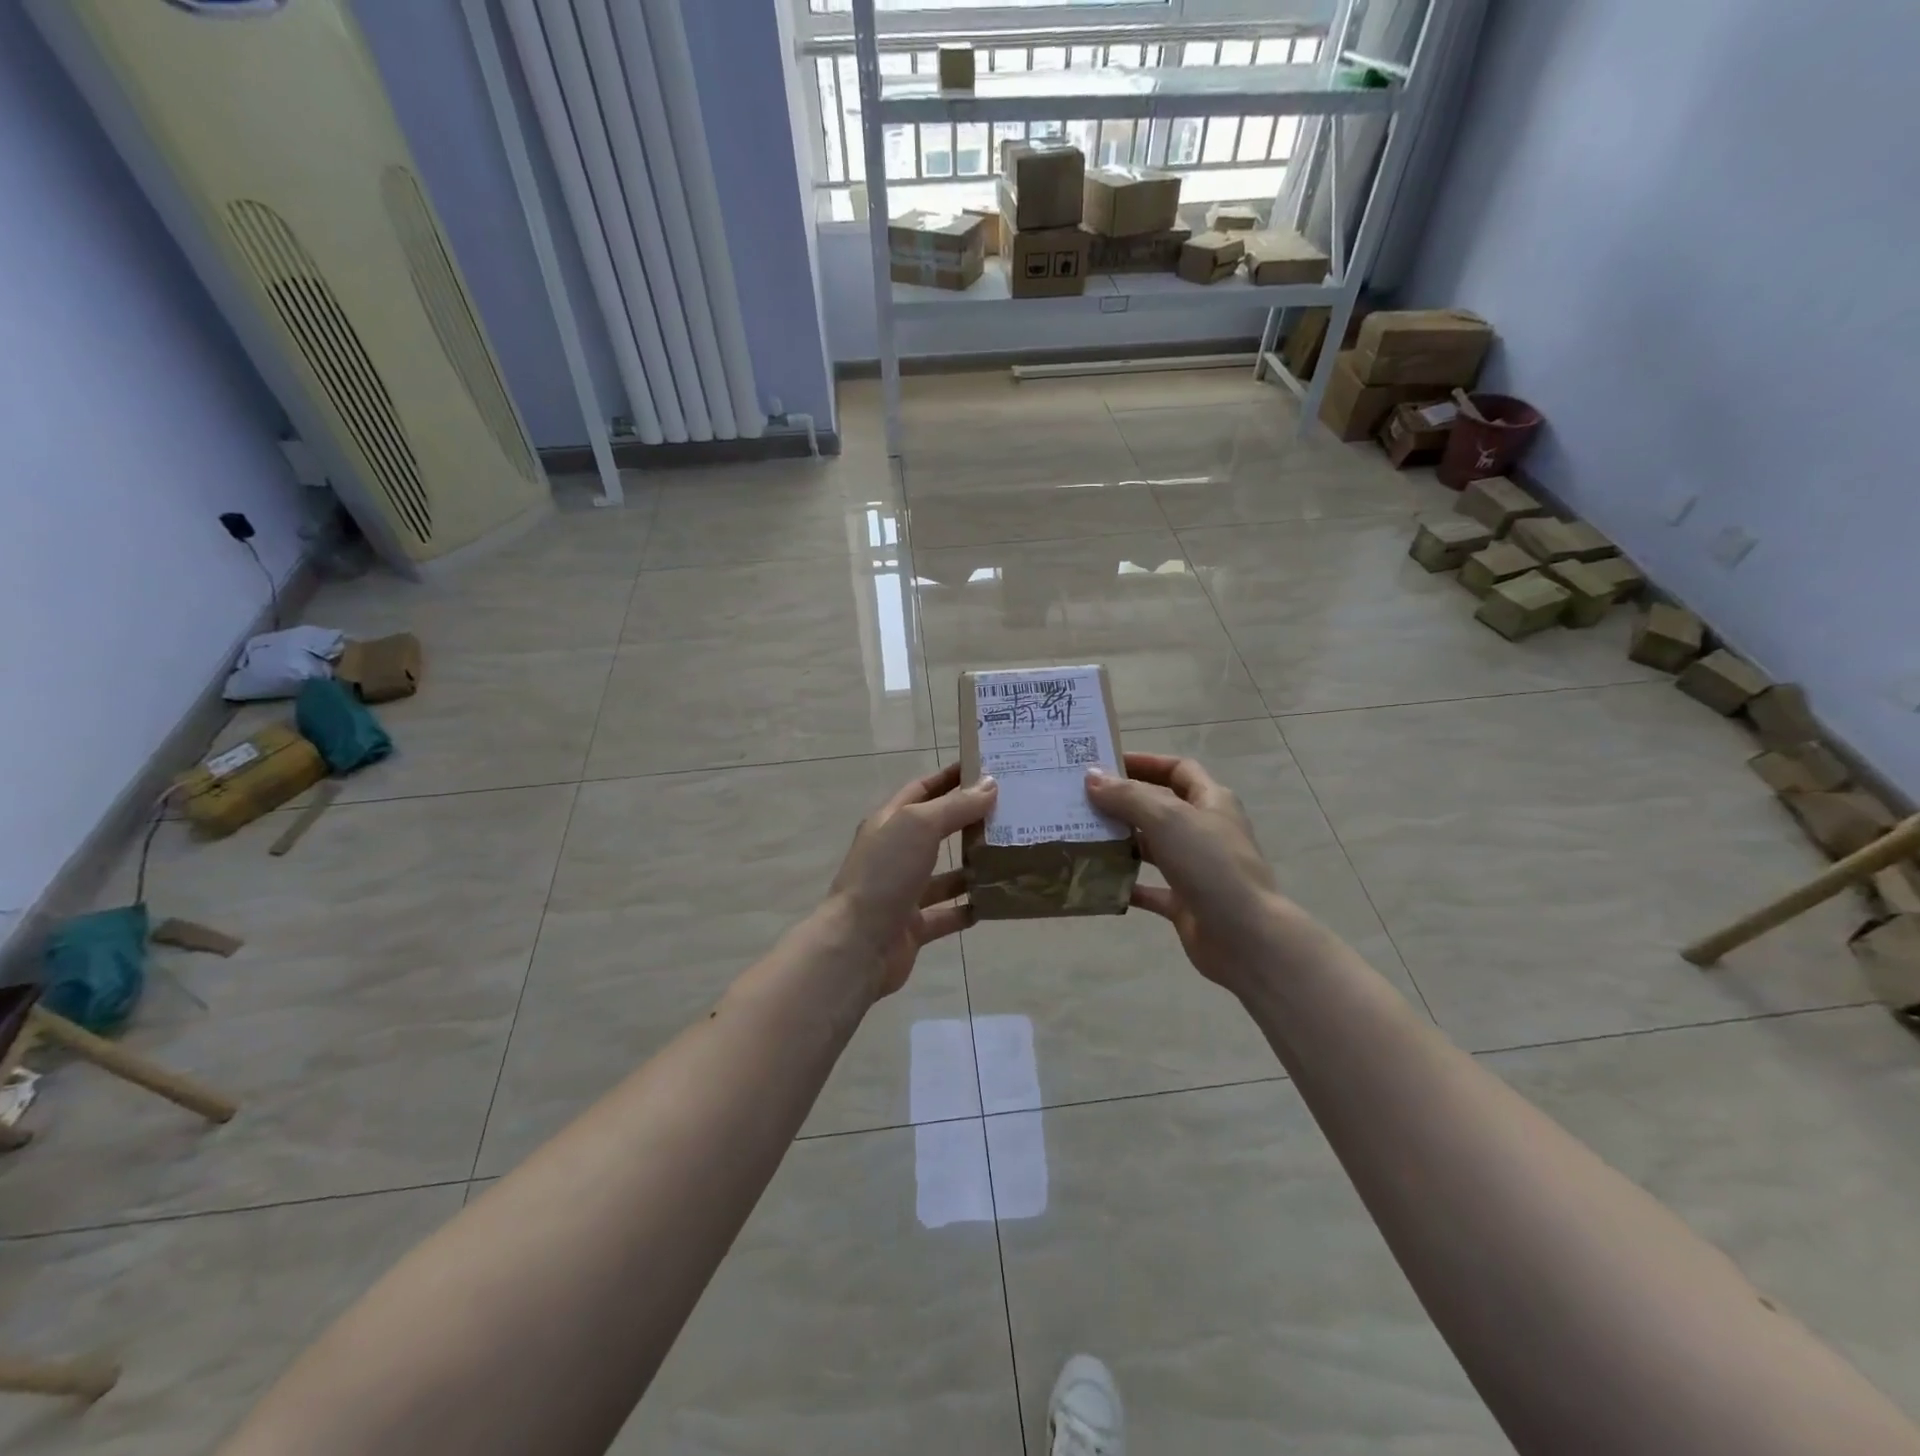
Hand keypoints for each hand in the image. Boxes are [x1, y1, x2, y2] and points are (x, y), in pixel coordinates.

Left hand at [824, 763, 997, 998]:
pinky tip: (995, 902)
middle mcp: (895, 853)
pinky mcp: (914, 925)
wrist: (858, 945)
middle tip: (1010, 811)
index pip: (922, 790)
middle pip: (936, 830)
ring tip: (1009, 855)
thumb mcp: (919, 827)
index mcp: (889, 822)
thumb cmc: (886, 874)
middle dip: (968, 820)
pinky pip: (947, 914)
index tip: (987, 768)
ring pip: (944, 874)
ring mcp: (903, 891)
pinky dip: (968, 908)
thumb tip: (991, 784)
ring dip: (972, 866)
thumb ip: (955, 806)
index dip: (950, 778)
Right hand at [1086, 753, 1307, 992]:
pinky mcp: (1186, 902)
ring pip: (1153, 847)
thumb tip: (1092, 777)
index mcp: (1212, 802)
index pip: (1178, 770)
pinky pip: (1150, 888)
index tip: (1106, 764)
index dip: (1145, 763)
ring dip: (1122, 842)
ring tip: (1082, 836)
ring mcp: (1196, 868)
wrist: (1245, 937)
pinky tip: (1097, 881)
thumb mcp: (1167, 819)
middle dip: (1125, 802)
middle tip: (1083, 800)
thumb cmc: (1210, 865)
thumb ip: (1128, 797)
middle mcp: (1205, 831)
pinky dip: (1126, 884)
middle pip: (1161, 807)